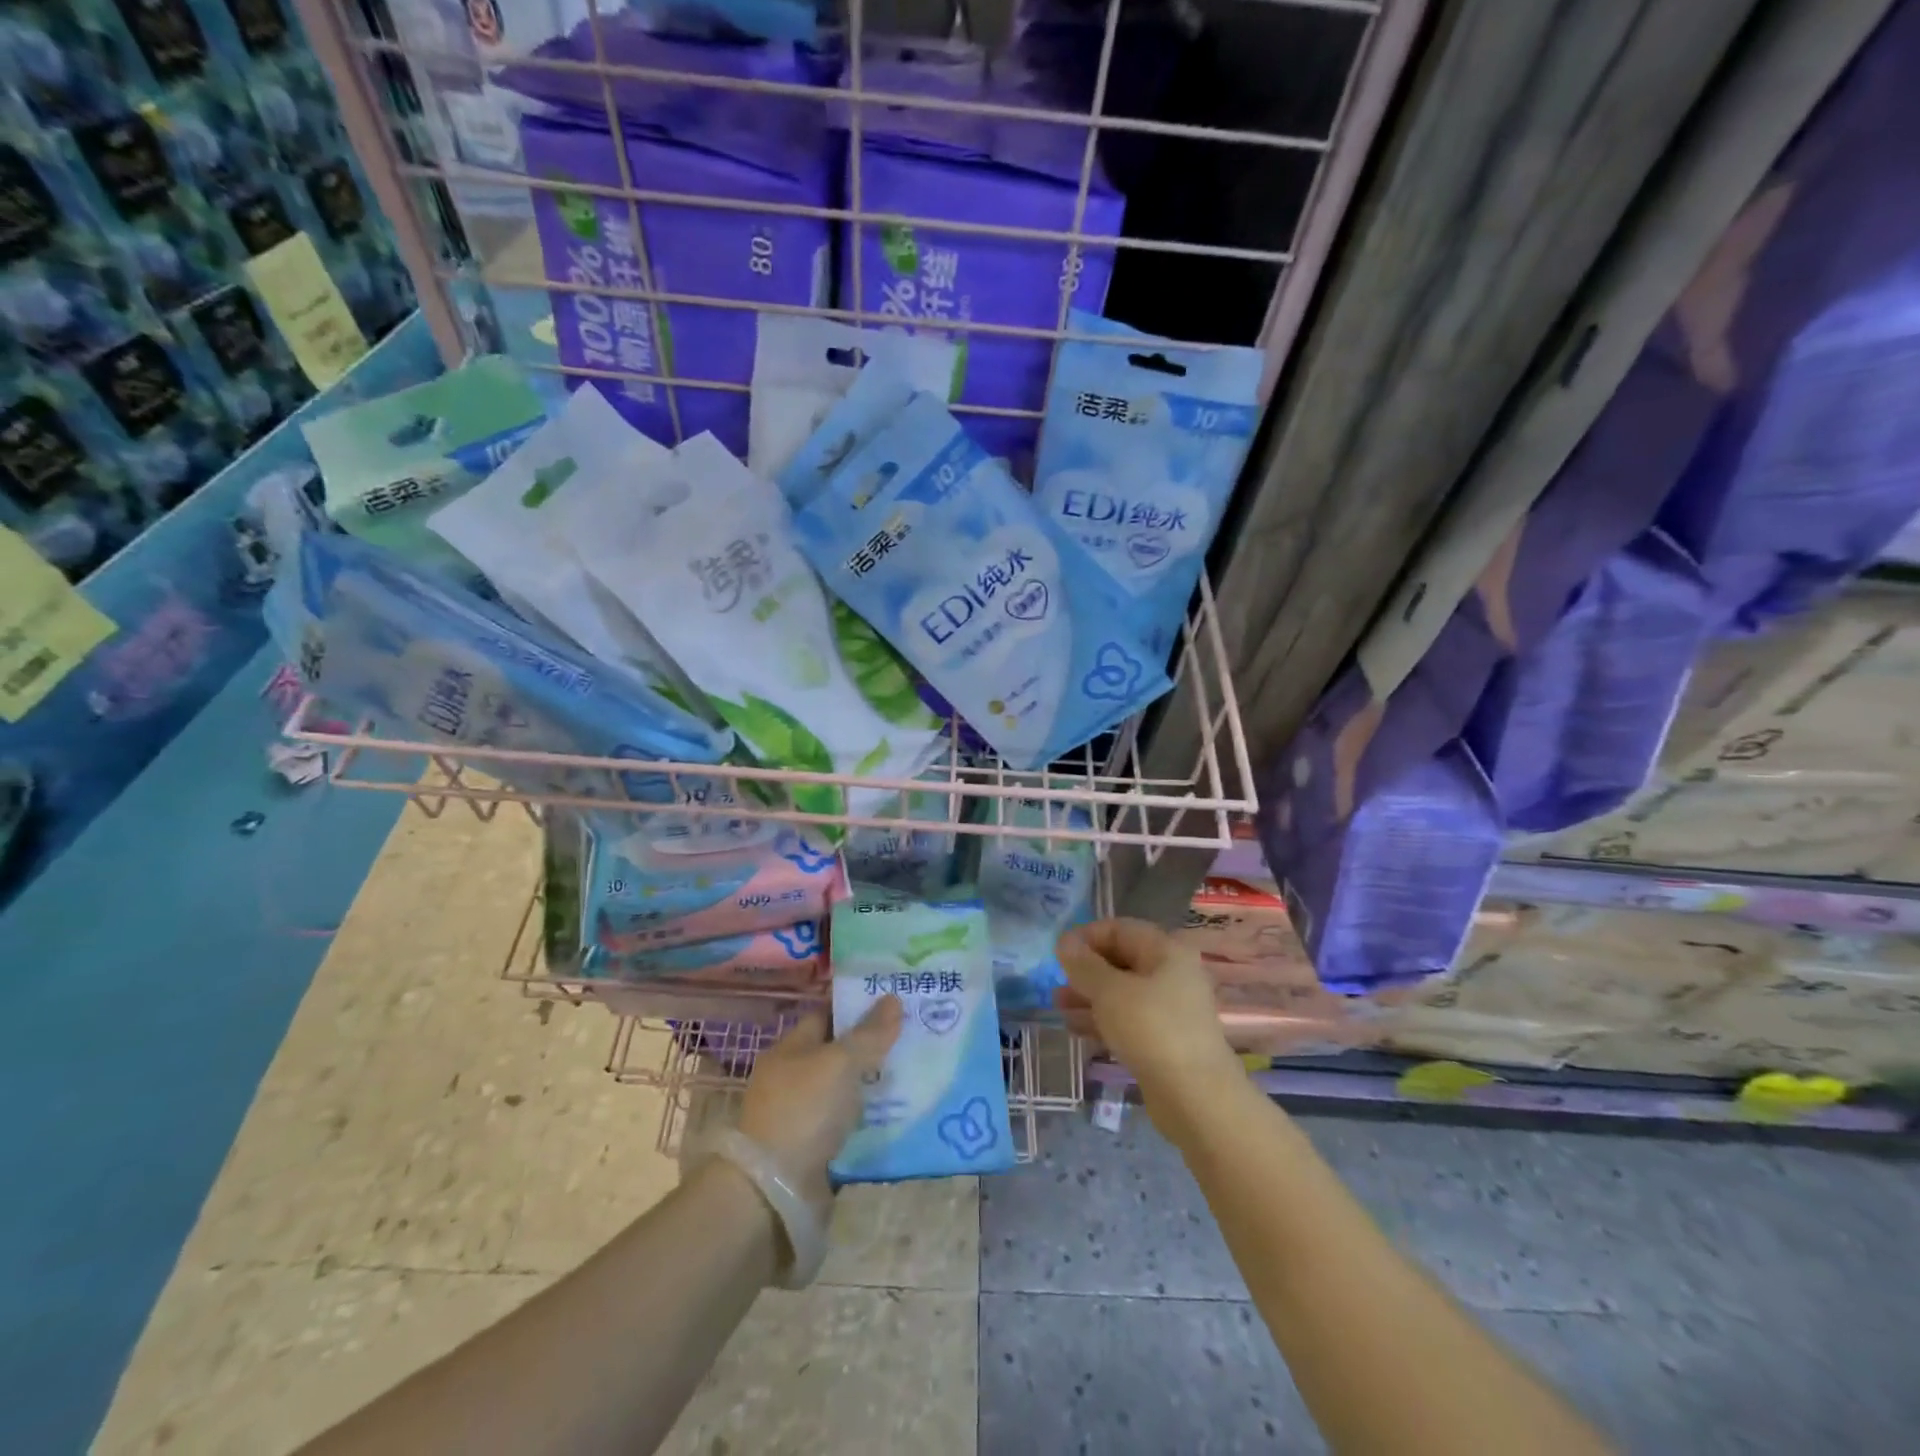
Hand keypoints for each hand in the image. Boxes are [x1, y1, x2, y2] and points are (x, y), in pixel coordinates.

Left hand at [737, 997, 902, 1216]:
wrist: (774, 1190)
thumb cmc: (803, 1110)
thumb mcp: (840, 1063)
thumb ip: (869, 1033)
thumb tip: (892, 998)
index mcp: (790, 1049)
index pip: (826, 1015)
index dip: (856, 1007)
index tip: (893, 1003)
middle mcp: (793, 1078)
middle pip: (838, 1053)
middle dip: (872, 1046)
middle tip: (913, 1037)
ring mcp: (802, 1115)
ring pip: (845, 1089)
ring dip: (874, 1085)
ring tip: (915, 1074)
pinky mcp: (814, 1148)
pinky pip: (848, 1123)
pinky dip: (870, 1118)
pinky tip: (900, 1113)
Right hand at [1055, 919, 1241, 1142]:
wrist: (1195, 1097)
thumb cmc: (1151, 1029)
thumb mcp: (1110, 991)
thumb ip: (1084, 964)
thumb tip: (1065, 942)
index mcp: (1166, 951)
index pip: (1120, 929)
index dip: (1086, 936)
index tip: (1058, 953)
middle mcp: (1171, 974)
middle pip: (1121, 960)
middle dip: (1085, 969)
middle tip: (1056, 981)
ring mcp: (1169, 1009)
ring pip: (1122, 992)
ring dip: (1089, 996)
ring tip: (1057, 1006)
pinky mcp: (1164, 1040)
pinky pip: (1127, 1019)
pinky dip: (1102, 1020)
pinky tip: (1075, 1029)